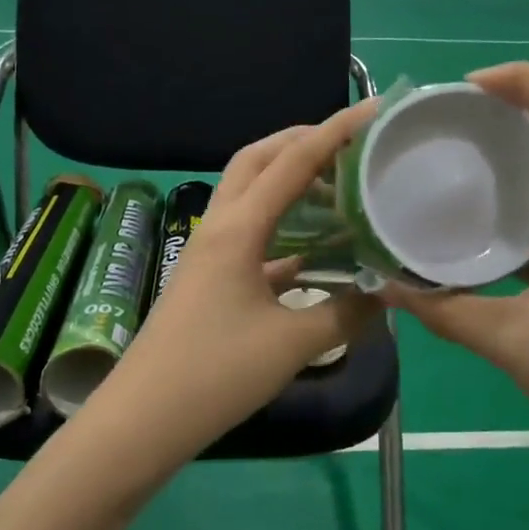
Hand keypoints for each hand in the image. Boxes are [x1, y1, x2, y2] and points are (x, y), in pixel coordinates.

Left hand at [98, 101, 383, 464]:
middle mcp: (219, 228)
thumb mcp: (291, 345)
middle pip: (257, 161)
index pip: (291, 162)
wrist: (144, 419)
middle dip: (301, 141)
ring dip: (288, 180)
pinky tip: (313, 250)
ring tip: (336, 185)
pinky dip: (282, 228)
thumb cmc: (215, 374)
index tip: (375, 110)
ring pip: (250, 196)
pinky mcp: (209, 280)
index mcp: (238, 229)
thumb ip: (345, 314)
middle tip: (349, 142)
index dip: (335, 132)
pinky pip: (251, 236)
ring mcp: (209, 254)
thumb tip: (384, 294)